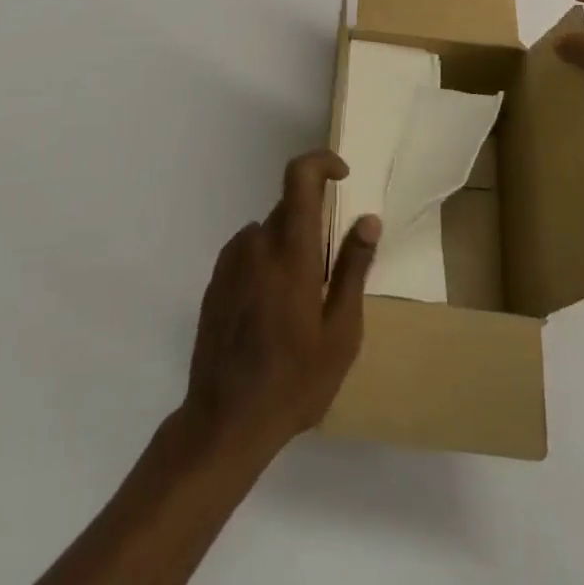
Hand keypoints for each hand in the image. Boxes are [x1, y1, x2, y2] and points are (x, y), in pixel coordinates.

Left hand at [182, 150, 380, 464]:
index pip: (300, 177)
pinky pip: (248, 252)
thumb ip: (354, 268)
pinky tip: (271, 311)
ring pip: (268, 232)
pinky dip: (266, 263)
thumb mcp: (341, 332)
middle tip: (329, 272)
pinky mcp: (215, 281)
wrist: (224, 422)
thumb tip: (369, 218)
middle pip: (288, 207)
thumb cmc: (294, 381)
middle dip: (314, 223)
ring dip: (289, 246)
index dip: (322, 162)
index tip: (343, 176)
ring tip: (299, 302)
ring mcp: (230, 261)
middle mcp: (257, 243)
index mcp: (291, 251)